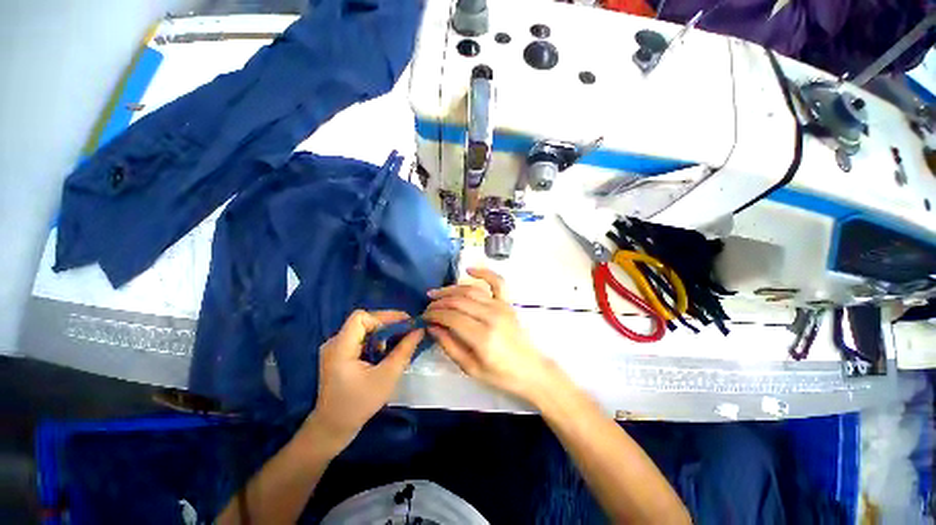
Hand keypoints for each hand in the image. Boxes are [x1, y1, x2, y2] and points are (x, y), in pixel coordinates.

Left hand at [304, 310, 422, 451]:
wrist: (333, 427)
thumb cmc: (359, 404)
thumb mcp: (387, 377)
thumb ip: (404, 351)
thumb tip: (419, 330)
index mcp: (340, 347)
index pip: (360, 317)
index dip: (383, 318)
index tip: (402, 326)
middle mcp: (334, 343)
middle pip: (363, 321)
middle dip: (387, 324)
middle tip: (407, 332)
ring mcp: (335, 349)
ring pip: (363, 329)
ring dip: (383, 332)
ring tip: (397, 343)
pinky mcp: (339, 355)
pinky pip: (361, 338)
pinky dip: (376, 340)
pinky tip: (385, 351)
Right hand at [423, 268, 560, 402]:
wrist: (530, 369)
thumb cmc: (500, 374)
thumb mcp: (470, 368)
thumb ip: (449, 346)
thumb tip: (432, 327)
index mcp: (482, 336)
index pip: (451, 317)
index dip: (434, 314)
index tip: (424, 317)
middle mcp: (491, 316)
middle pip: (459, 301)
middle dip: (439, 302)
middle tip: (427, 307)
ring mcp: (501, 306)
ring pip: (471, 290)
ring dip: (451, 289)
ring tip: (436, 293)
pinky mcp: (508, 303)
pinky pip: (497, 282)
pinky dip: (484, 272)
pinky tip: (469, 270)